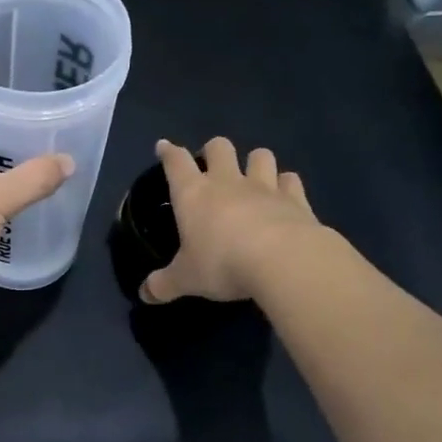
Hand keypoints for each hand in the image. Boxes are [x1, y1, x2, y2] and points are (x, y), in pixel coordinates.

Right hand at [140, 137, 326, 304]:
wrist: (283, 261)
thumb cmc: (222, 263)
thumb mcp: (186, 279)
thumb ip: (164, 284)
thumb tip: (144, 294)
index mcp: (193, 193)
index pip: (176, 162)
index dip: (168, 152)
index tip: (164, 147)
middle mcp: (227, 182)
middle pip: (219, 147)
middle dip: (214, 151)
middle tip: (212, 167)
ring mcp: (264, 186)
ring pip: (260, 155)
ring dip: (255, 162)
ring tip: (253, 178)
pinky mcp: (296, 199)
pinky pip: (291, 180)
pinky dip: (287, 185)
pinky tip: (285, 197)